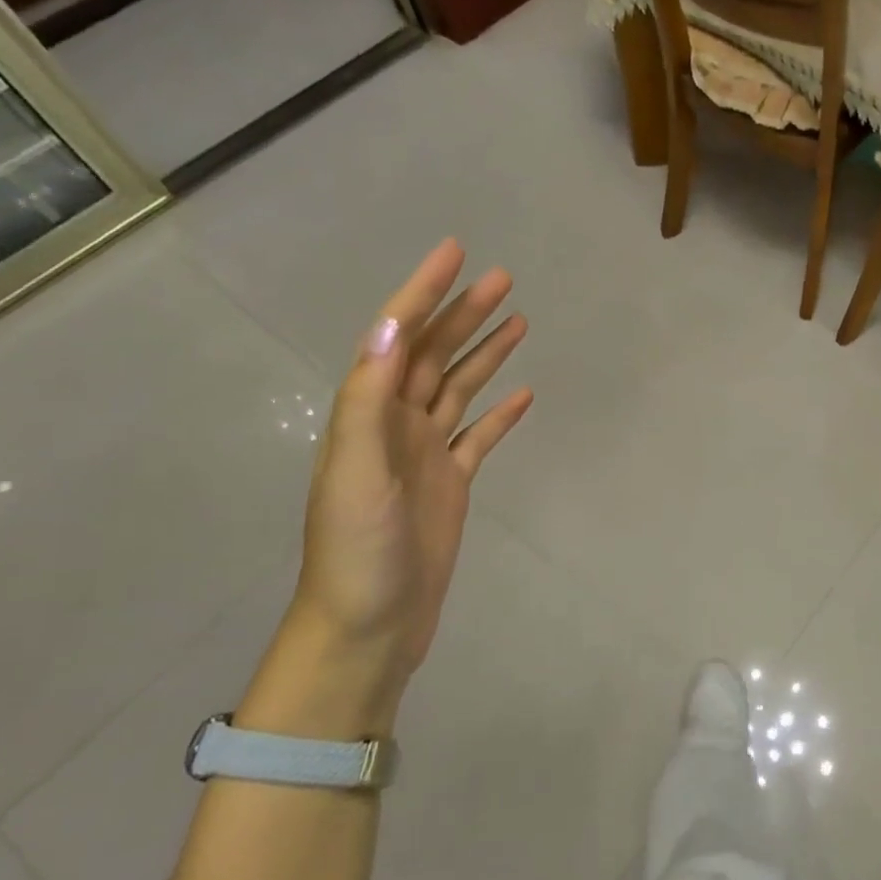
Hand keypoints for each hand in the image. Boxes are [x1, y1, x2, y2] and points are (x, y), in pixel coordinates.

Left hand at [264, 242, 531, 729]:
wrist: (369, 625)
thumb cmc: (357, 550)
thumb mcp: (356, 471)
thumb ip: (369, 399)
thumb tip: (388, 328)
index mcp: (368, 414)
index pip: (397, 338)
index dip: (423, 293)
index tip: (455, 253)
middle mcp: (395, 425)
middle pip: (433, 355)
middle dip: (464, 314)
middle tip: (503, 279)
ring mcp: (426, 454)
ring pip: (459, 389)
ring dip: (485, 354)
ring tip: (518, 320)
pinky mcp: (452, 483)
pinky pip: (479, 437)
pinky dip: (500, 414)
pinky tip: (524, 394)